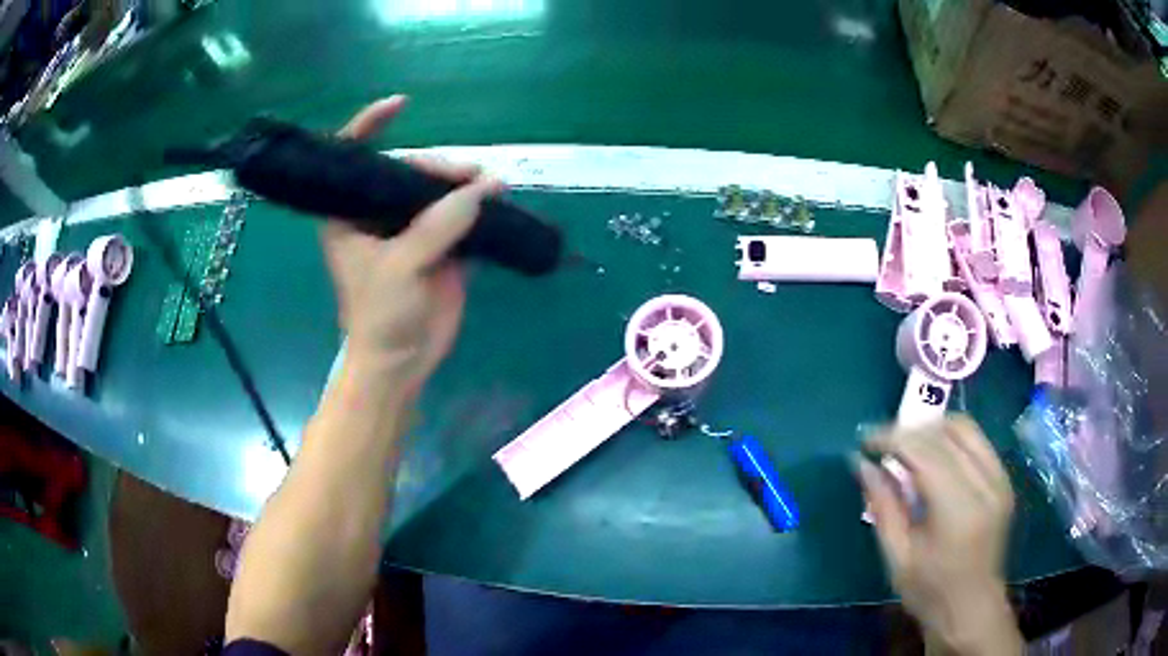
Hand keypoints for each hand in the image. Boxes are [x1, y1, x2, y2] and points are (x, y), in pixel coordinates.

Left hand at [322, 96, 503, 392]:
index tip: (400, 104)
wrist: (402, 363)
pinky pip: (459, 215)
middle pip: (408, 171)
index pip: (353, 157)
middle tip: (471, 176)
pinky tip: (496, 200)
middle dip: (438, 167)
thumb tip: (485, 188)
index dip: (371, 125)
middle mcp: (377, 214)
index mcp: (348, 214)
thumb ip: (439, 225)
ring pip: (437, 190)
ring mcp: (411, 228)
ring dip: (464, 184)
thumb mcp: (401, 267)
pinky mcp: (439, 245)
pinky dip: (478, 206)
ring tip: (492, 186)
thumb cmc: (380, 316)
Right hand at [858, 415, 1021, 654]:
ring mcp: (999, 478)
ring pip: (965, 428)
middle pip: (945, 433)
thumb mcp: (898, 557)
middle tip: (882, 446)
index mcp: (958, 509)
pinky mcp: (1004, 479)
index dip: (892, 438)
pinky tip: (933, 457)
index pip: (925, 451)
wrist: (972, 608)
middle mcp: (985, 483)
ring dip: (931, 429)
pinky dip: (951, 439)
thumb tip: (861, 464)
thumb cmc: (930, 592)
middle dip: (909, 431)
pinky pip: (976, 441)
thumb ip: (883, 506)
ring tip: (907, 448)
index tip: (864, 441)